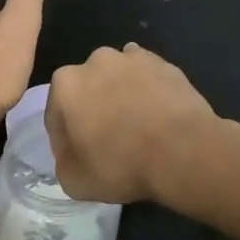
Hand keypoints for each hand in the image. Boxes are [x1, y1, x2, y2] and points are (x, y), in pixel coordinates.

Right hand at [46, 44, 223, 204]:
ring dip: (119, 96)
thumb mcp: (74, 181)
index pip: (56, 114)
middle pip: (86, 89)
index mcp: (66, 84)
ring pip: (116, 79)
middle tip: (107, 141)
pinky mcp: (163, 63)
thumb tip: (72, 153)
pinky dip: (147, 91)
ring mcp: (132, 58)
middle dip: (92, 110)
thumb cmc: (121, 165)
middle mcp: (95, 61)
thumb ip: (63, 161)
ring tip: (135, 127)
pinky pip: (146, 77)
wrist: (183, 152)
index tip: (79, 157)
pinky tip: (155, 114)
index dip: (64, 139)